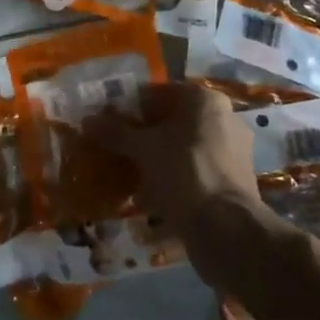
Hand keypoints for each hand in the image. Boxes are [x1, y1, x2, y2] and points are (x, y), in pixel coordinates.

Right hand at [84, 83, 259, 231]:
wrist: (226, 227)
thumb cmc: (183, 171)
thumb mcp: (142, 149)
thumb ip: (115, 133)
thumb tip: (87, 120)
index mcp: (205, 100)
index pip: (160, 93)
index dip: (131, 106)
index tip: (110, 121)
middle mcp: (224, 119)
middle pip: (172, 121)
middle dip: (144, 135)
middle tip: (117, 147)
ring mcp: (231, 151)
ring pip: (182, 148)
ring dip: (157, 159)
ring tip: (129, 174)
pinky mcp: (232, 181)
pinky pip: (193, 171)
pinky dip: (172, 178)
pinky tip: (149, 196)